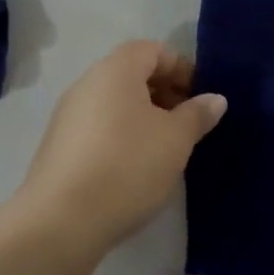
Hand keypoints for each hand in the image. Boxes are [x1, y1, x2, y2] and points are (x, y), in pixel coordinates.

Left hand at [17, 42, 226, 259]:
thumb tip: (215, 99)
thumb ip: (197, 114)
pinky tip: (135, 168)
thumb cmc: (127, 166)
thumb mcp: (176, 140)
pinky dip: (122, 135)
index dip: (182, 68)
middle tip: (188, 123)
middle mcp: (87, 84)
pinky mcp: (58, 147)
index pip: (154, 50)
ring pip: (115, 103)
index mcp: (115, 70)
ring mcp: (67, 116)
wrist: (60, 224)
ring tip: (166, 148)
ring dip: (144, 116)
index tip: (202, 97)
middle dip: (165, 93)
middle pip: (133, 74)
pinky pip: (99, 127)